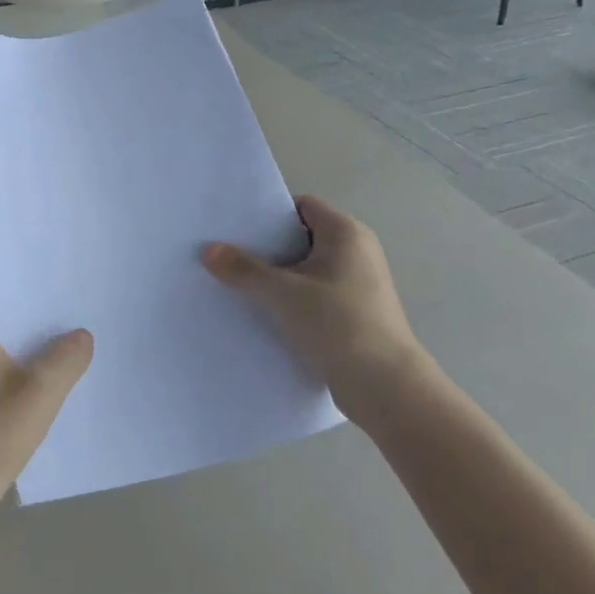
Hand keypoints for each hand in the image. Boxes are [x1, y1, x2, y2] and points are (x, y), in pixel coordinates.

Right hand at [204, 195, 430, 427]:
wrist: (386, 387)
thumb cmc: (337, 324)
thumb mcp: (282, 293)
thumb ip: (243, 269)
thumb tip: (208, 249)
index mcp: (346, 233)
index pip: (301, 206)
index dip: (269, 214)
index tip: (236, 227)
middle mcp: (357, 251)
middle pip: (302, 237)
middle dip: (267, 247)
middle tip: (228, 254)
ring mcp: (359, 284)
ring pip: (307, 269)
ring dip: (277, 277)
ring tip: (238, 284)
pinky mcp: (356, 313)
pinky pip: (315, 294)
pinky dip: (292, 299)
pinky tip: (264, 313)